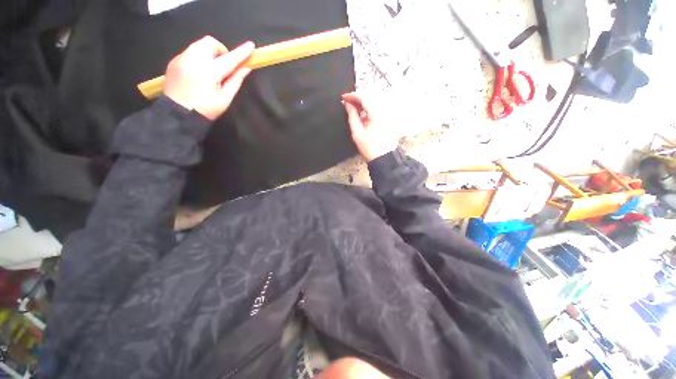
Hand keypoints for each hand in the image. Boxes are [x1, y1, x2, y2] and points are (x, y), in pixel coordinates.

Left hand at [163, 36, 254, 119]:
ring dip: (210, 53)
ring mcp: (181, 59)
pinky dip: (199, 57)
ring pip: (199, 45)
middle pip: (210, 42)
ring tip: (212, 70)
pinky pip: (190, 51)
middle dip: (221, 51)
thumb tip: (246, 69)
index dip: (241, 52)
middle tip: (224, 66)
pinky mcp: (174, 61)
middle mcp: (193, 59)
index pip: (229, 58)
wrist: (177, 115)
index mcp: (208, 72)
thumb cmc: (205, 110)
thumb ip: (235, 81)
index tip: (251, 45)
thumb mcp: (224, 99)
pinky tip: (200, 73)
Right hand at [342, 92, 397, 161]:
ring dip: (364, 101)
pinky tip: (363, 112)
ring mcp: (388, 113)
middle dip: (358, 97)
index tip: (343, 97)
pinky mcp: (389, 117)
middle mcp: (385, 110)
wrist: (384, 158)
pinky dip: (369, 106)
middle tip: (347, 102)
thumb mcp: (357, 133)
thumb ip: (352, 116)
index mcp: (377, 114)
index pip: (365, 97)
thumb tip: (347, 104)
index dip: (353, 95)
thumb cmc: (369, 148)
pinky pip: (378, 106)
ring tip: (353, 106)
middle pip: (371, 96)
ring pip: (375, 100)